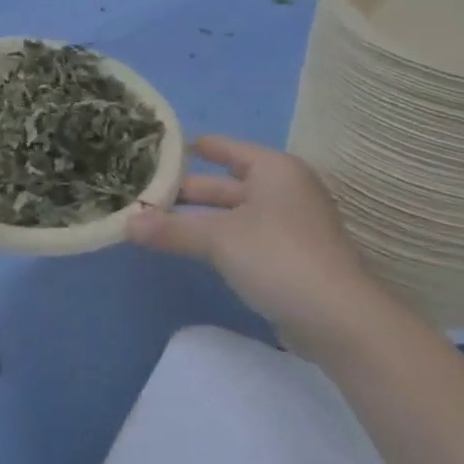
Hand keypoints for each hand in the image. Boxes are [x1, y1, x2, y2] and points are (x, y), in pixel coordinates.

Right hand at [128, 135, 375, 340]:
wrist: (337, 317)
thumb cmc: (278, 257)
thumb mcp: (218, 239)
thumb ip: (172, 230)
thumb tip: (125, 224)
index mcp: (275, 170)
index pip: (231, 149)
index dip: (201, 146)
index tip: (170, 146)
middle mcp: (286, 191)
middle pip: (230, 184)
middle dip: (191, 190)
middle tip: (149, 191)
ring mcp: (292, 226)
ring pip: (236, 214)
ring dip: (202, 219)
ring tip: (161, 220)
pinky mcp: (292, 258)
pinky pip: (247, 238)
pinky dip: (221, 240)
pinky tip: (196, 249)